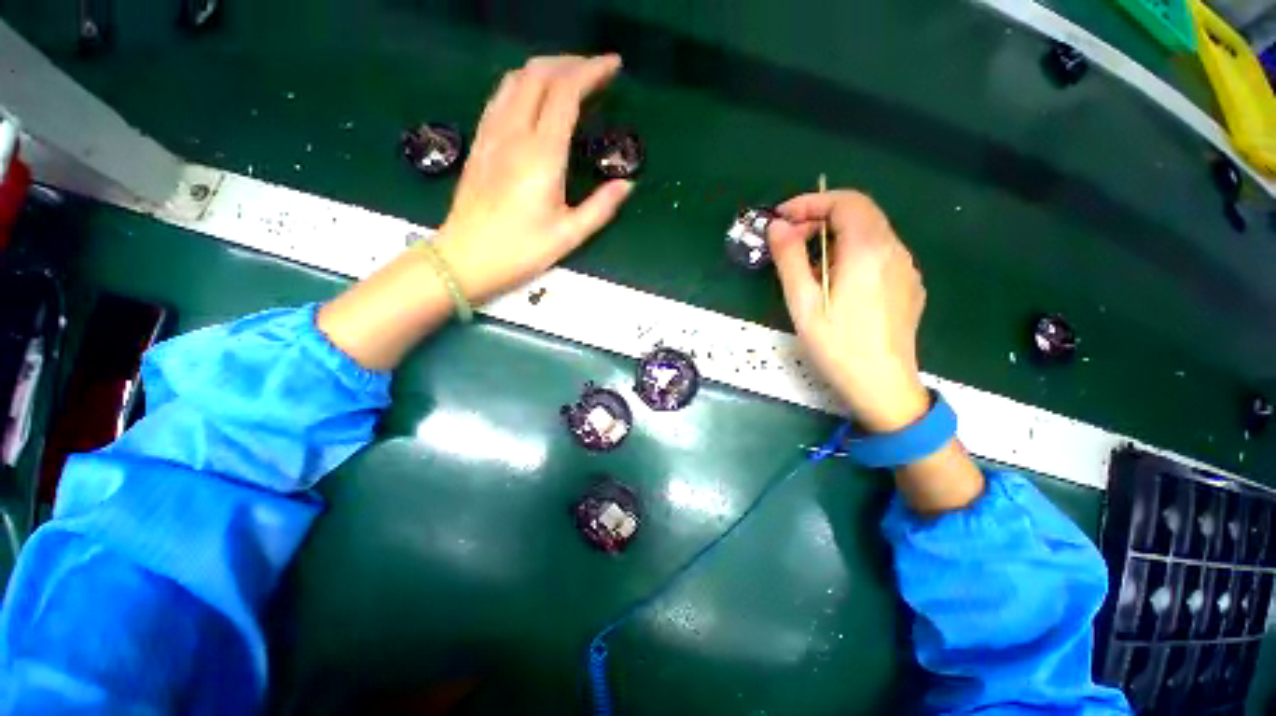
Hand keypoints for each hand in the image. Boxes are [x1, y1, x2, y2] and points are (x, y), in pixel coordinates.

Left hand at [435, 54, 633, 302]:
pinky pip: (501, 96)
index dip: (591, 71)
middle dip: (572, 63)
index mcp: (542, 155)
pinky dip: (524, 84)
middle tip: (597, 72)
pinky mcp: (480, 142)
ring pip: (517, 79)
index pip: (566, 92)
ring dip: (546, 69)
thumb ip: (601, 208)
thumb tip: (627, 186)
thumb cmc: (520, 251)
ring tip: (570, 80)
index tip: (613, 67)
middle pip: (540, 73)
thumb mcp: (568, 237)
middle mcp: (514, 133)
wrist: (465, 259)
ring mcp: (492, 134)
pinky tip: (535, 98)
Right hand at [768, 191, 929, 432]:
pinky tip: (835, 283)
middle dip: (819, 218)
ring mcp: (905, 269)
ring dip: (834, 237)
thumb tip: (777, 226)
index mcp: (868, 250)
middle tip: (788, 241)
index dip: (810, 202)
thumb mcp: (803, 303)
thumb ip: (789, 259)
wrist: (883, 387)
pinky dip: (851, 253)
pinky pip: (878, 254)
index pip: (845, 201)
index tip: (781, 218)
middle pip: (859, 214)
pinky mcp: (908, 286)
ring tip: (807, 266)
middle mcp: (894, 250)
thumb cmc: (837, 346)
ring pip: (869, 233)